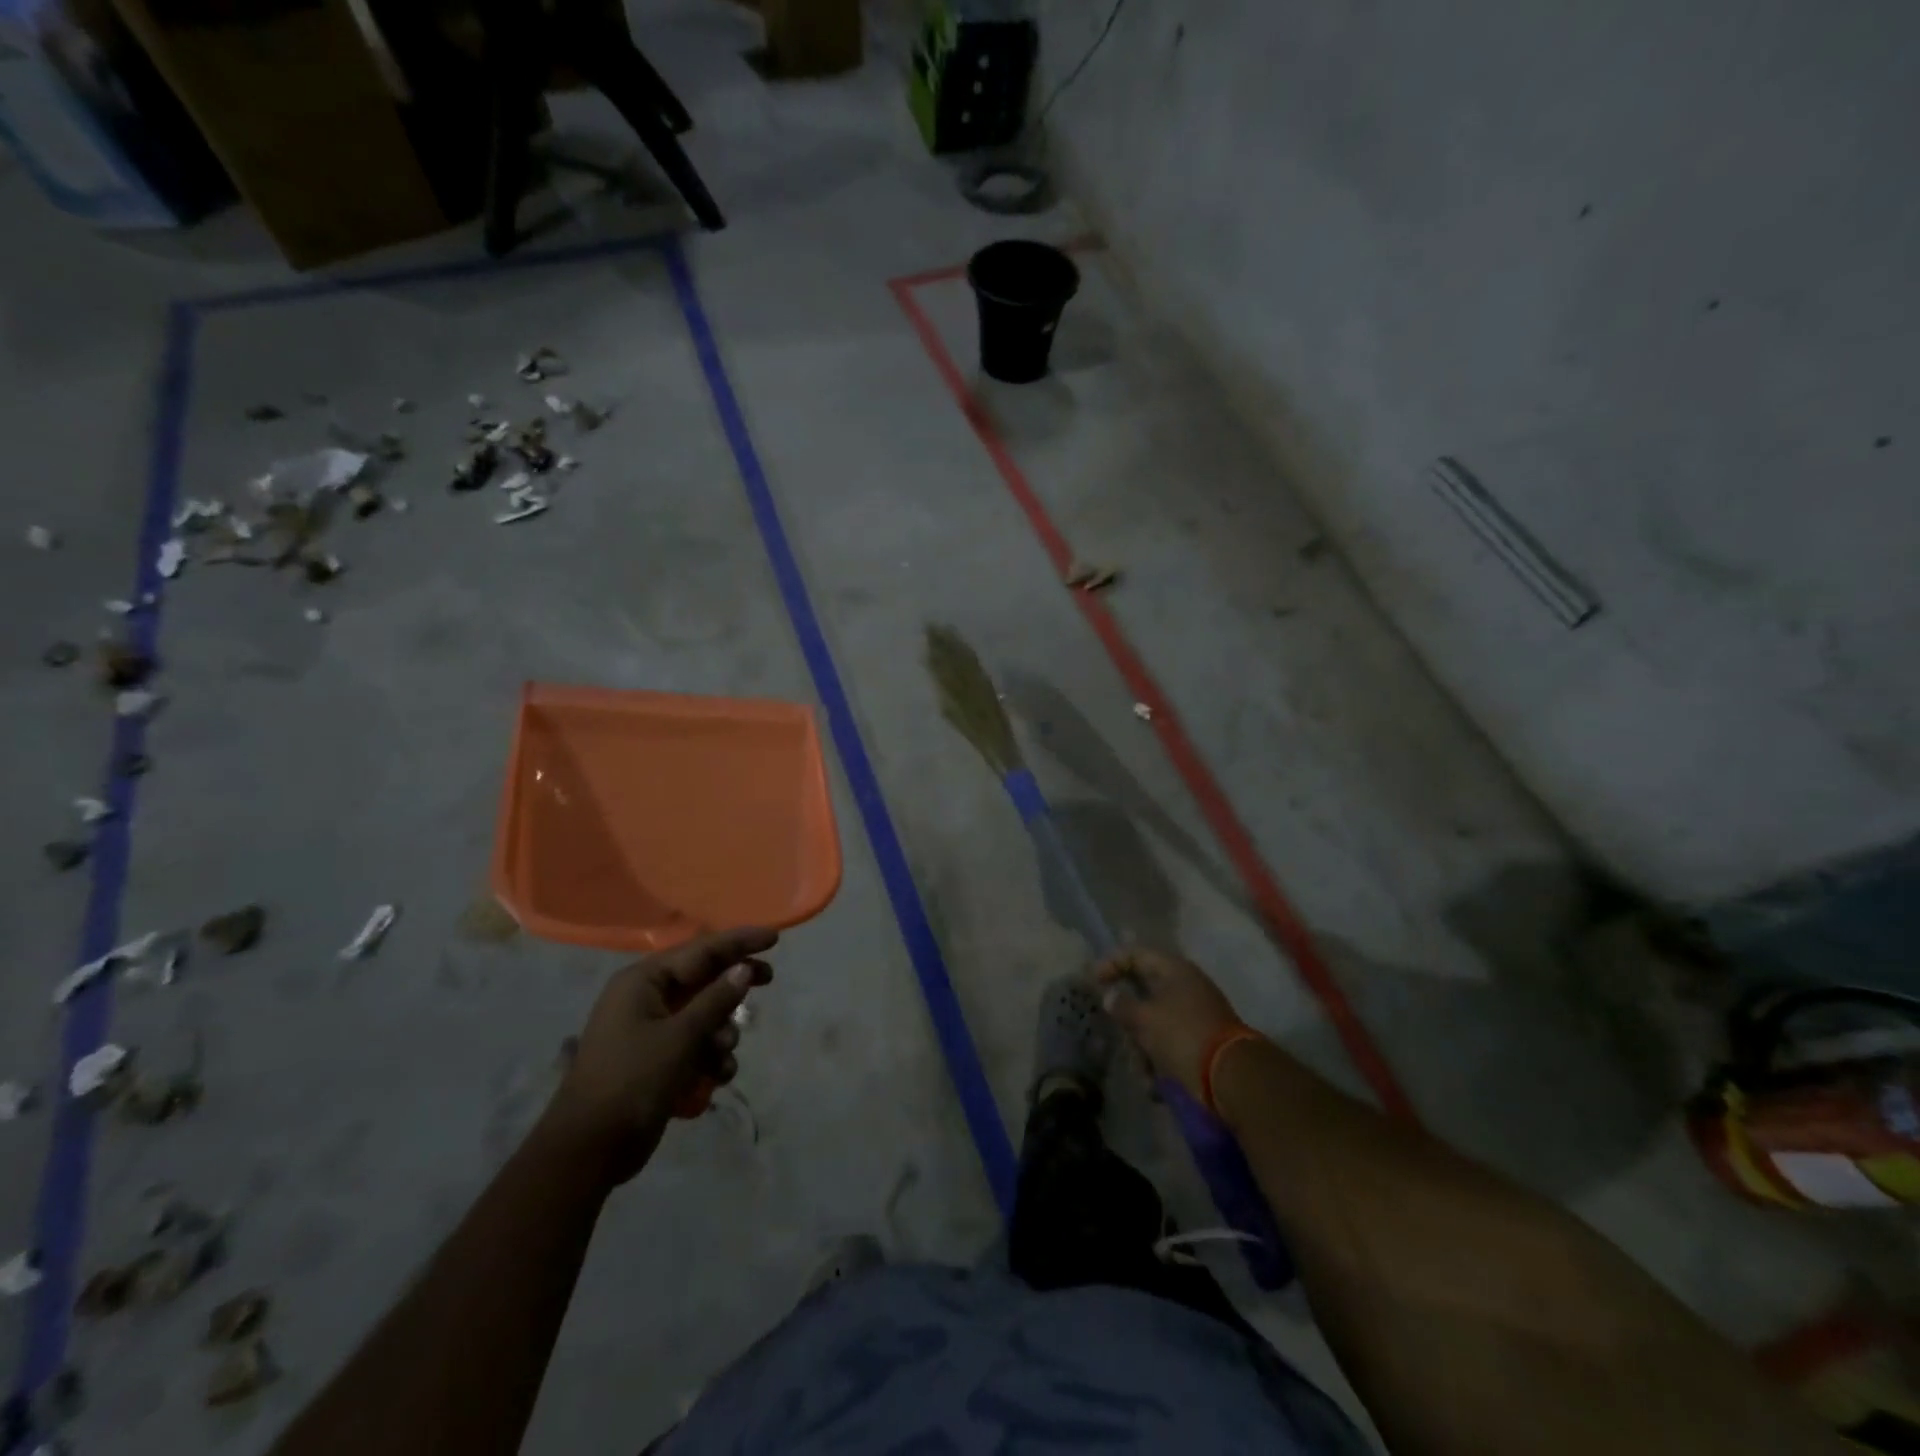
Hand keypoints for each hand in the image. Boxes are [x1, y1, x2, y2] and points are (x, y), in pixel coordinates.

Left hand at [543, 927, 774, 1184]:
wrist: (588, 1150)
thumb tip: (744, 968)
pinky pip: (694, 1044)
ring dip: (721, 1032)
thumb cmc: (633, 1081)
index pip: (701, 950)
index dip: (739, 942)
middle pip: (703, 979)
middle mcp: (645, 998)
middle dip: (734, 986)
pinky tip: (716, 1077)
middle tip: (769, 979)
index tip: (774, 938)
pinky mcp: (655, 1059)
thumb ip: (716, 999)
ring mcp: (649, 1029)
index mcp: (643, 981)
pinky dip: (709, 1056)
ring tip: (722, 1055)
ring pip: (703, 1015)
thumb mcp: (681, 1037)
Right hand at [1093, 949, 1243, 1101]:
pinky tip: (1154, 1084)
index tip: (1093, 983)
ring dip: (1142, 1048)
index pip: (1136, 954)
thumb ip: (1122, 1006)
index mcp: (1175, 970)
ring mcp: (1195, 1015)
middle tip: (1119, 1034)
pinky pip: (1169, 1045)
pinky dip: (1158, 1062)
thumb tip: (1109, 996)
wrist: (1231, 1077)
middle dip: (1128, 1020)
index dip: (1112, 964)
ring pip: (1154, 1024)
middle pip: (1144, 993)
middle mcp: (1186, 987)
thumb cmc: (1183, 1035)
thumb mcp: (1145, 1019)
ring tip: (1141, 1070)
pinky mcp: (1200, 1042)